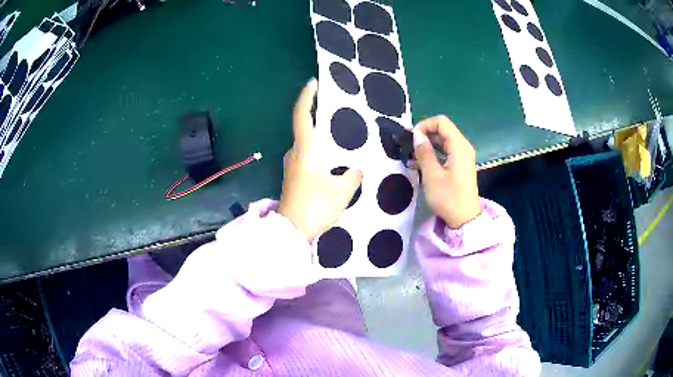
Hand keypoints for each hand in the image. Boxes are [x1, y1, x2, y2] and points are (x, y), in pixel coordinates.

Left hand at [278, 79, 362, 239]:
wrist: (292, 231)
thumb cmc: (316, 205)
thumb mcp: (342, 190)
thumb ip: (352, 175)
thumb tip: (355, 169)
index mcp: (305, 149)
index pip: (303, 115)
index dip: (307, 97)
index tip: (313, 83)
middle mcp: (295, 152)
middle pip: (304, 126)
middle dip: (317, 115)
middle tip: (335, 109)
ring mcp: (292, 165)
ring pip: (306, 143)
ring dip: (319, 135)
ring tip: (339, 135)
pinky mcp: (293, 177)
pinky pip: (307, 156)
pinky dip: (318, 151)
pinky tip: (332, 158)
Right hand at [413, 116, 480, 228]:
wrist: (464, 219)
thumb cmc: (448, 197)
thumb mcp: (432, 175)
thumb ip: (424, 152)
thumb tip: (417, 134)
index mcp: (459, 146)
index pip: (441, 122)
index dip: (424, 125)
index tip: (411, 138)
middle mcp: (463, 147)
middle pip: (443, 129)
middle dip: (425, 134)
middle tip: (408, 147)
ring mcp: (463, 156)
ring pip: (444, 140)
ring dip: (428, 144)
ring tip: (412, 156)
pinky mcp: (461, 165)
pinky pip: (446, 151)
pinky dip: (434, 152)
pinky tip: (421, 163)